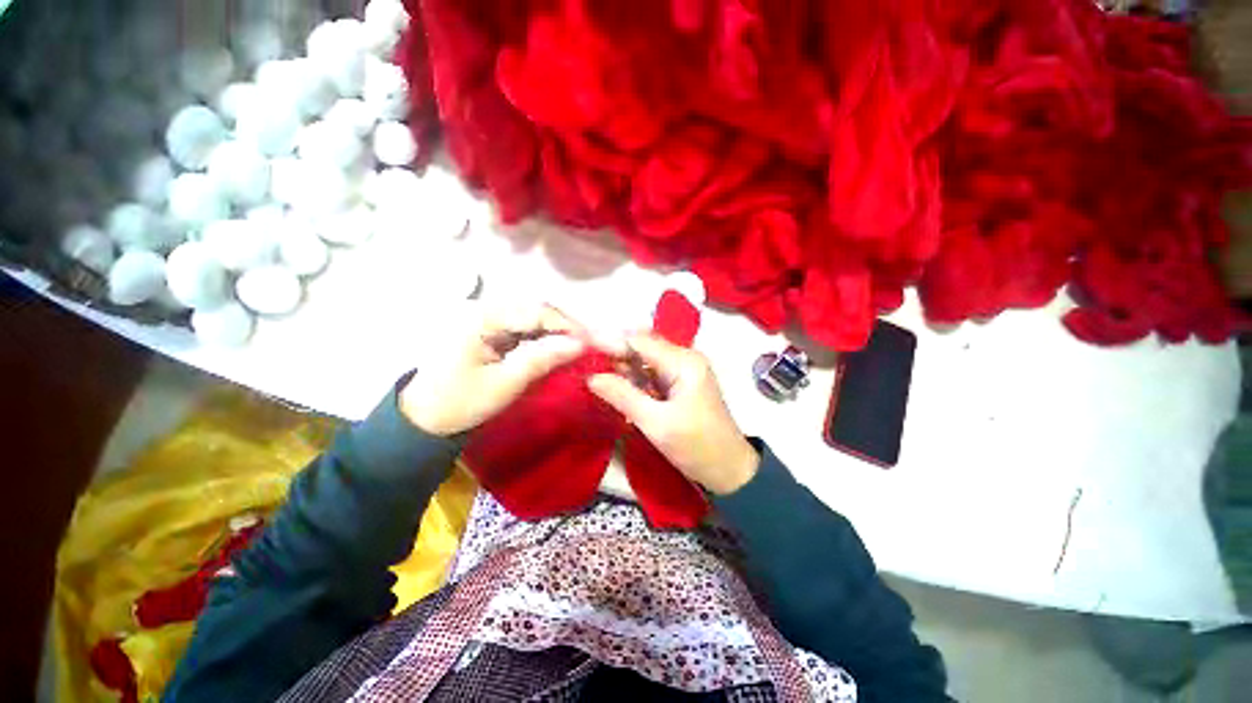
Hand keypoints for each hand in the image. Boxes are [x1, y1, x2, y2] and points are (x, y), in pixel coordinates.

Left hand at [400, 305, 585, 435]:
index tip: (591, 343)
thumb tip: (579, 345)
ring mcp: (486, 317)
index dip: (567, 326)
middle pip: (535, 309)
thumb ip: (541, 360)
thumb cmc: (459, 403)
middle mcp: (484, 308)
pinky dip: (542, 338)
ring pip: (532, 317)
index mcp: (481, 317)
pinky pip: (524, 327)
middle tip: (587, 347)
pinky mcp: (490, 329)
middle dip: (564, 328)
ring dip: (555, 332)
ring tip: (576, 349)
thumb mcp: (504, 384)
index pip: (535, 311)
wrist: (424, 419)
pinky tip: (555, 350)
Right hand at [587, 334, 758, 494]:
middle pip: (643, 347)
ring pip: (645, 361)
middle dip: (615, 356)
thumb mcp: (656, 423)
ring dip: (624, 369)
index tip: (582, 348)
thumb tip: (591, 377)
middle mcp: (685, 358)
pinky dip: (635, 380)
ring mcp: (684, 370)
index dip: (610, 342)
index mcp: (684, 362)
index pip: (640, 341)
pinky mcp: (681, 383)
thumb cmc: (696, 447)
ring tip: (597, 378)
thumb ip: (623, 396)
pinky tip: (618, 389)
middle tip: (587, 367)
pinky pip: (652, 374)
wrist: (729, 470)